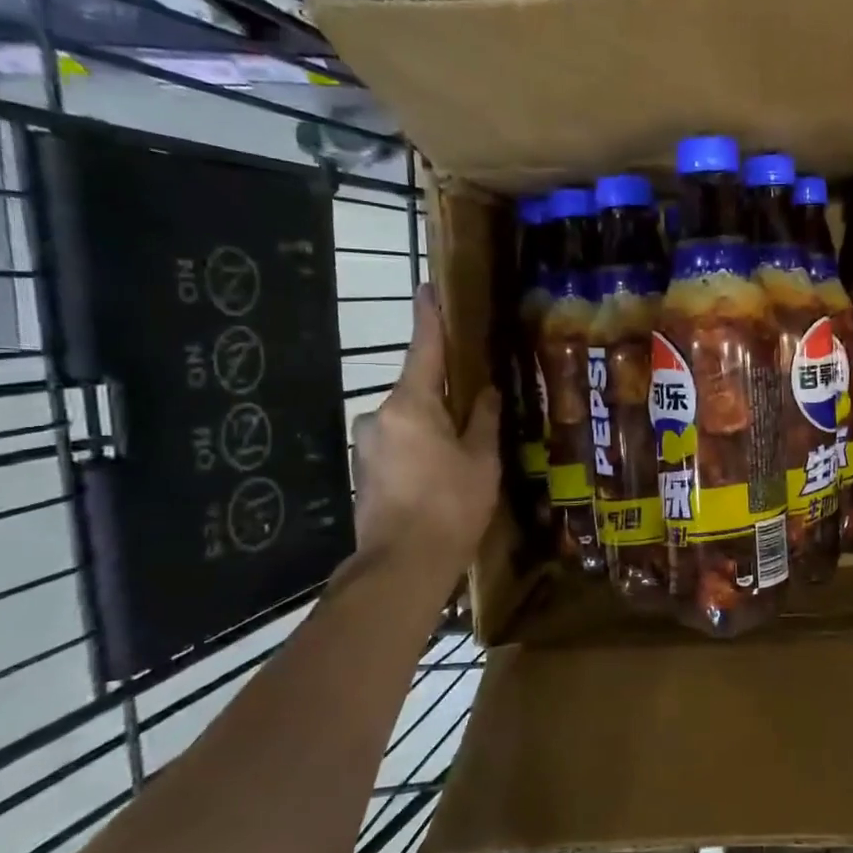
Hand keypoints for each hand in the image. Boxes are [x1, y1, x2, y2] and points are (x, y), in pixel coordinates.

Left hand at [350, 284, 500, 577]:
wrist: (402, 565)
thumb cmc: (450, 506)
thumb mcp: (481, 461)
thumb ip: (484, 421)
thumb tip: (488, 393)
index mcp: (411, 404)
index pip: (424, 349)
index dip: (429, 317)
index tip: (428, 287)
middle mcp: (380, 415)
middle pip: (417, 390)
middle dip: (444, 394)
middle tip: (475, 407)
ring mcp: (367, 444)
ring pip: (408, 421)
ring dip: (432, 427)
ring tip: (461, 454)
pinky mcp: (364, 470)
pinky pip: (398, 445)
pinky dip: (419, 449)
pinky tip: (440, 476)